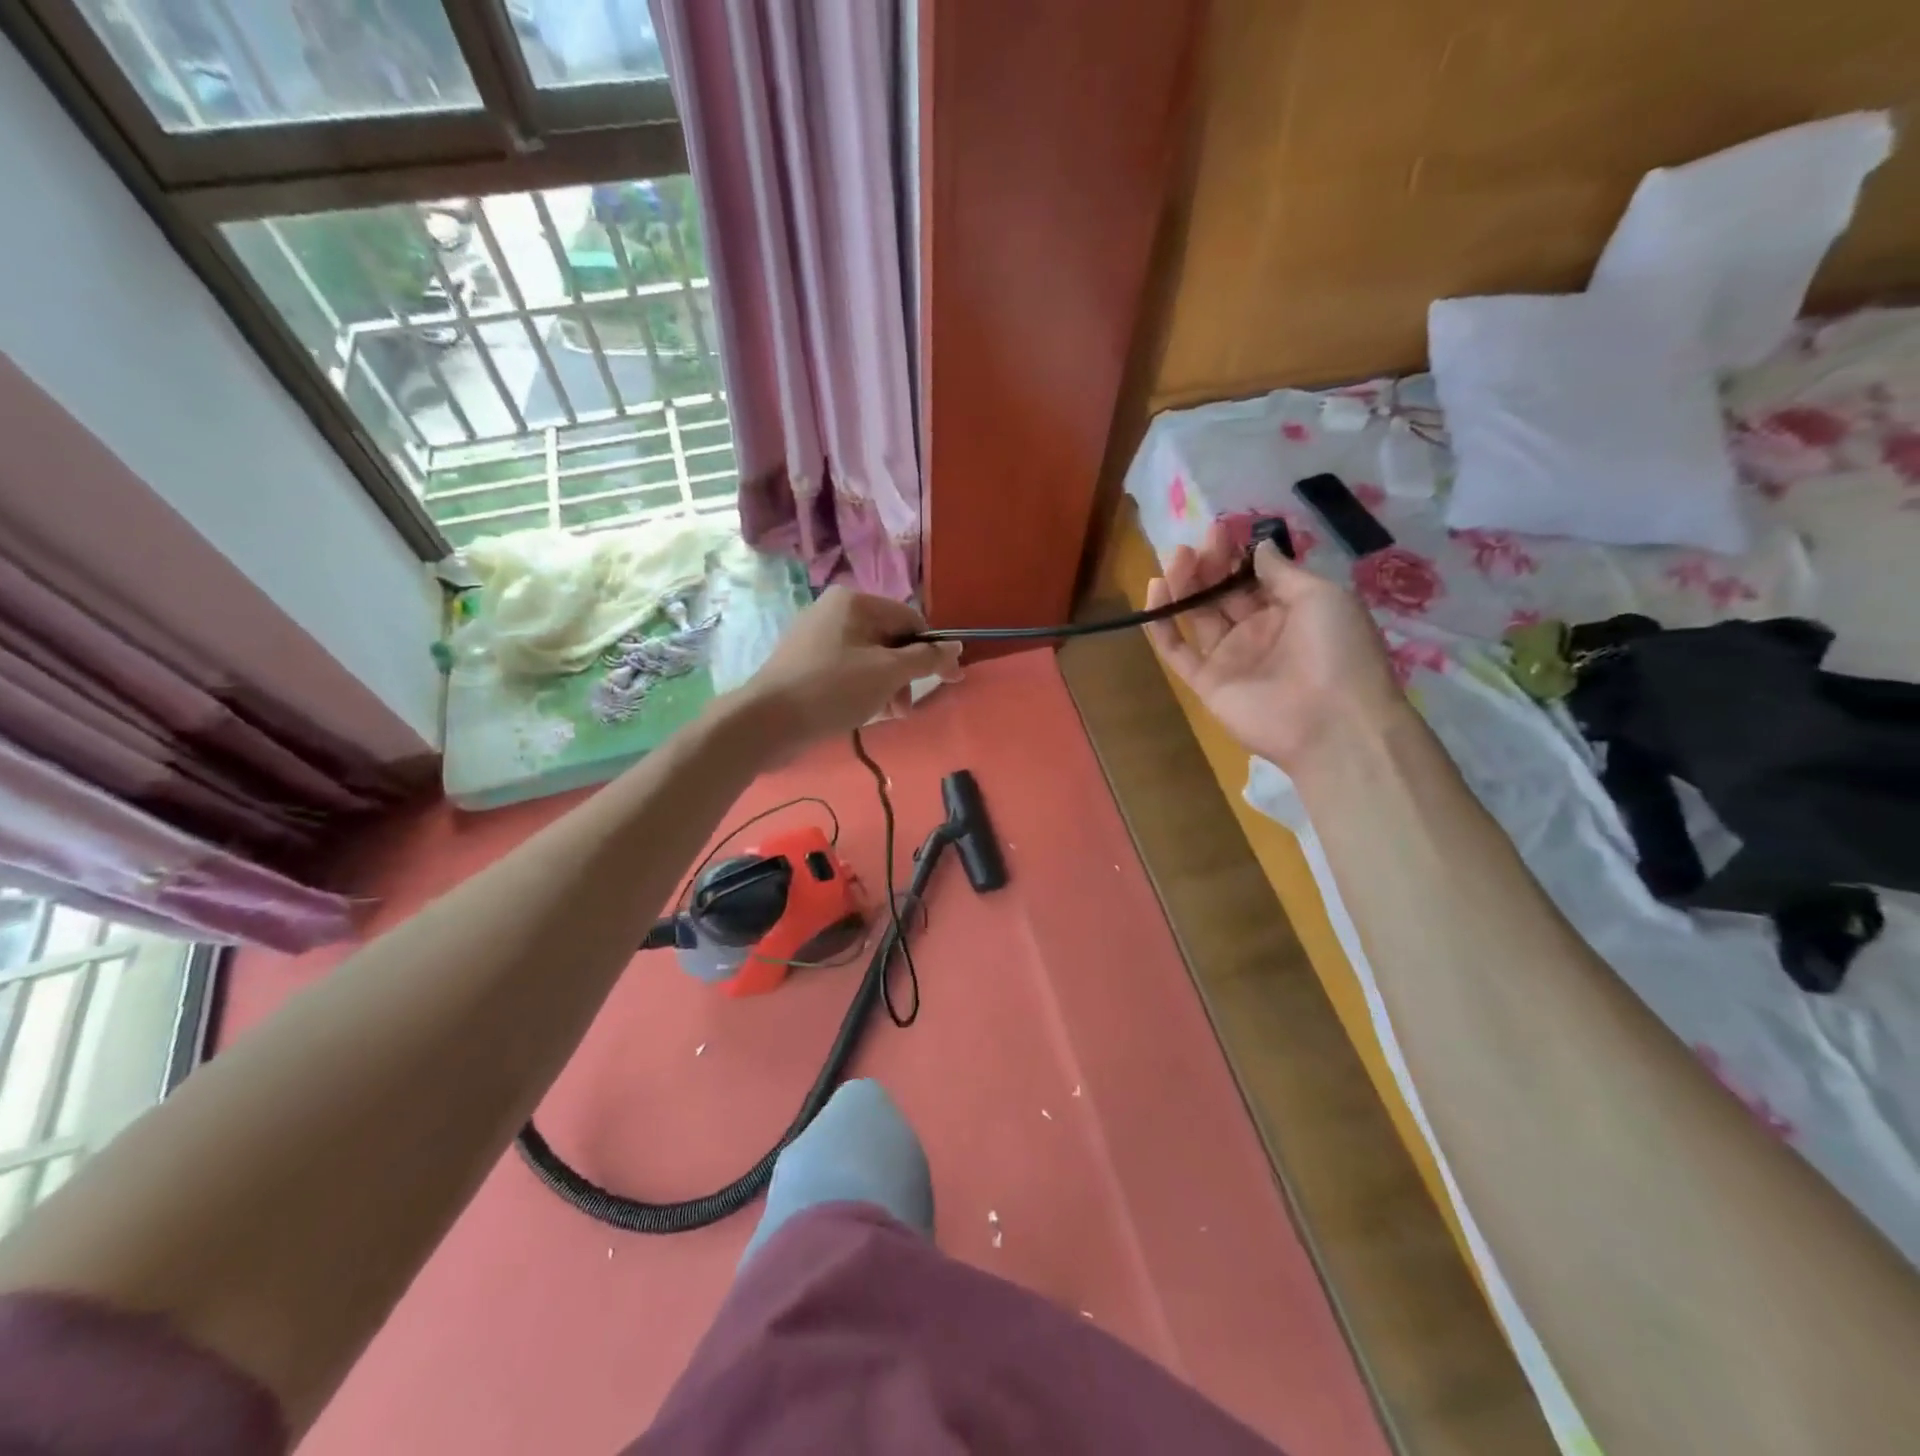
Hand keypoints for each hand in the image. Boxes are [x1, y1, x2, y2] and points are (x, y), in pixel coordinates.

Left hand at [735, 586, 962, 750]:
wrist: (765, 721)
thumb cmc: (832, 689)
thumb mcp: (887, 673)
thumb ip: (926, 659)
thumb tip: (957, 647)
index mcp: (854, 601)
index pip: (910, 620)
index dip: (932, 652)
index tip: (947, 682)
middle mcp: (834, 610)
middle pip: (889, 640)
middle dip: (905, 675)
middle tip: (905, 708)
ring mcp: (816, 637)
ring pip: (869, 658)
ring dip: (887, 687)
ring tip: (887, 715)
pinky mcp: (804, 663)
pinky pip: (847, 671)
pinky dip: (863, 689)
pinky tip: (865, 714)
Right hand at [1145, 521, 1406, 774]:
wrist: (1333, 722)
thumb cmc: (1337, 651)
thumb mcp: (1322, 597)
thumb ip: (1282, 573)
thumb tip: (1259, 547)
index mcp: (1290, 611)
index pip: (1253, 577)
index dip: (1235, 554)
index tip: (1219, 531)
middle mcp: (1257, 631)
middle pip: (1222, 593)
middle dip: (1207, 565)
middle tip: (1194, 543)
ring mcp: (1229, 658)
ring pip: (1197, 615)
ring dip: (1184, 585)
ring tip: (1174, 558)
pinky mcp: (1206, 682)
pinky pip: (1177, 651)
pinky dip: (1161, 625)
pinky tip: (1154, 592)